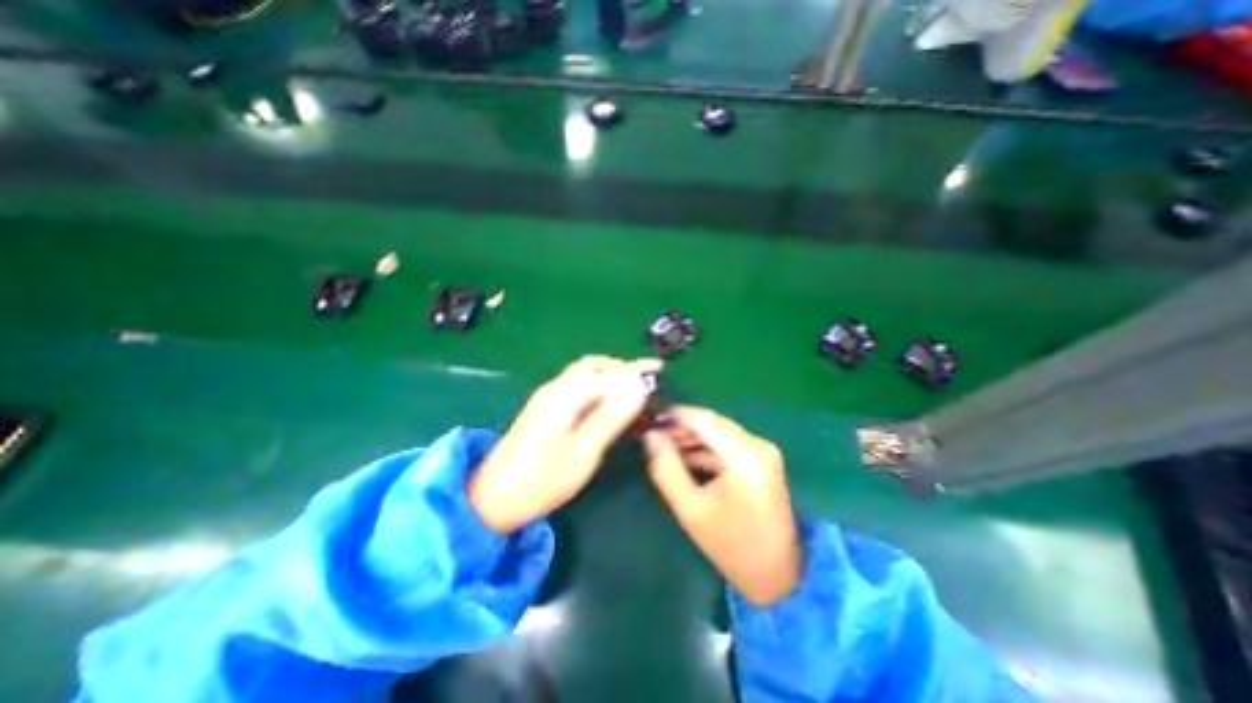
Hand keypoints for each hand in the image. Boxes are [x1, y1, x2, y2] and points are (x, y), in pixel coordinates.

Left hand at [466, 356, 657, 533]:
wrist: (493, 500)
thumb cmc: (541, 478)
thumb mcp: (582, 450)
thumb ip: (610, 416)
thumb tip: (639, 387)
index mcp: (564, 393)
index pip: (605, 371)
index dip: (633, 368)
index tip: (658, 369)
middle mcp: (556, 389)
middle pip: (593, 368)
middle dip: (622, 369)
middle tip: (647, 381)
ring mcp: (549, 401)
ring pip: (586, 379)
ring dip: (611, 379)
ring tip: (634, 392)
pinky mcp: (547, 414)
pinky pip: (579, 392)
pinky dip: (599, 392)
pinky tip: (609, 406)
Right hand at [646, 409, 802, 605]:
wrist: (777, 575)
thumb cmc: (730, 545)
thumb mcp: (690, 509)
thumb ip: (667, 468)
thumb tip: (651, 436)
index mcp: (744, 457)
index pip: (704, 419)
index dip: (675, 416)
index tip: (650, 421)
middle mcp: (758, 445)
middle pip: (712, 422)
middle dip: (682, 427)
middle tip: (655, 437)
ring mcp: (763, 450)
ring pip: (719, 430)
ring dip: (693, 437)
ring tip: (666, 447)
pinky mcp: (763, 458)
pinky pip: (729, 442)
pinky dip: (707, 447)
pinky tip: (687, 458)